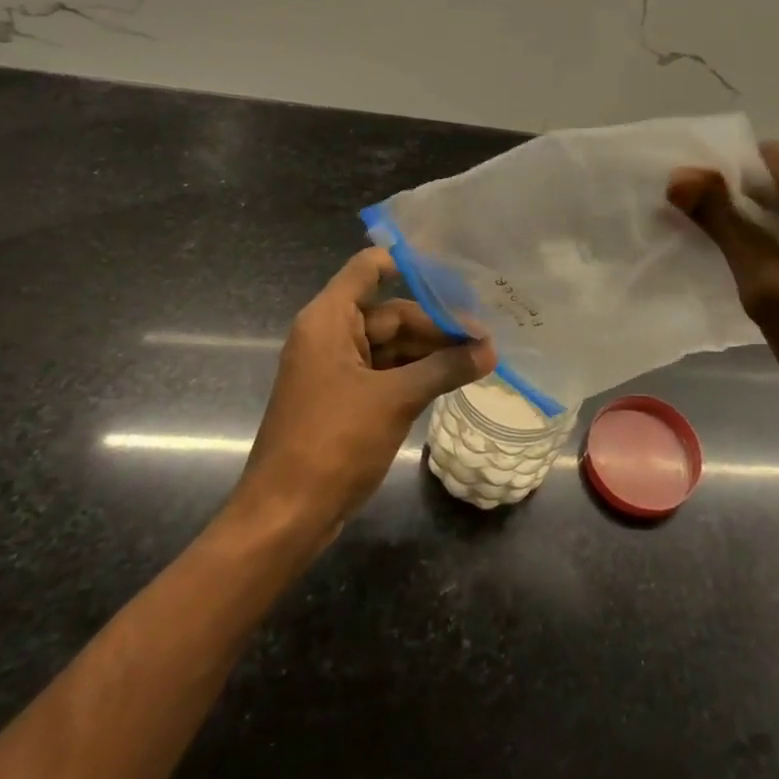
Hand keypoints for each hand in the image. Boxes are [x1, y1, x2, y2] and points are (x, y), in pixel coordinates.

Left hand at [231, 248, 495, 539]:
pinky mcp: (346, 398)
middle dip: (437, 324)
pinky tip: (454, 378)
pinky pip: (387, 372)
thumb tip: (491, 350)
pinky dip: (418, 374)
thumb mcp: (396, 399)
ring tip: (480, 358)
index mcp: (329, 320)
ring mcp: (338, 369)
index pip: (369, 268)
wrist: (287, 514)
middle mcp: (331, 335)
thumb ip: (445, 368)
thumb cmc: (334, 442)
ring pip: (393, 346)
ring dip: (432, 352)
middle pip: (391, 312)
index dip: (410, 264)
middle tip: (485, 337)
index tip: (456, 273)